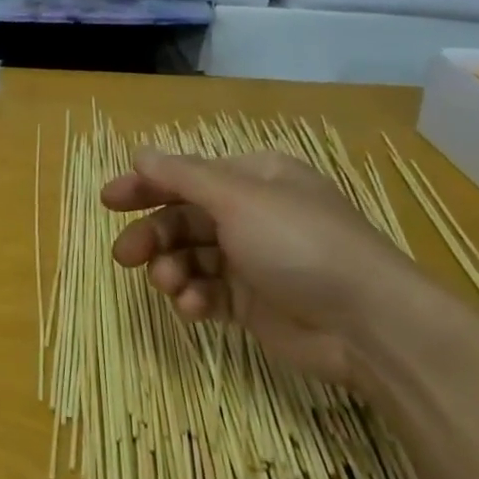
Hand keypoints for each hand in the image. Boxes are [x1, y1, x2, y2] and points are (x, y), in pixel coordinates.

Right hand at [102, 149, 440, 386]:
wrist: (369, 325)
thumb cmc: (301, 245)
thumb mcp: (239, 199)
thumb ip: (183, 176)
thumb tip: (140, 152)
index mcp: (254, 179)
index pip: (186, 176)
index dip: (145, 186)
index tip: (109, 201)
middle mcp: (251, 215)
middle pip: (183, 218)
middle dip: (153, 236)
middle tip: (124, 256)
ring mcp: (252, 260)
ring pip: (190, 257)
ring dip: (172, 270)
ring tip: (171, 286)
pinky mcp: (253, 302)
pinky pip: (208, 292)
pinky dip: (195, 298)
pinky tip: (195, 308)